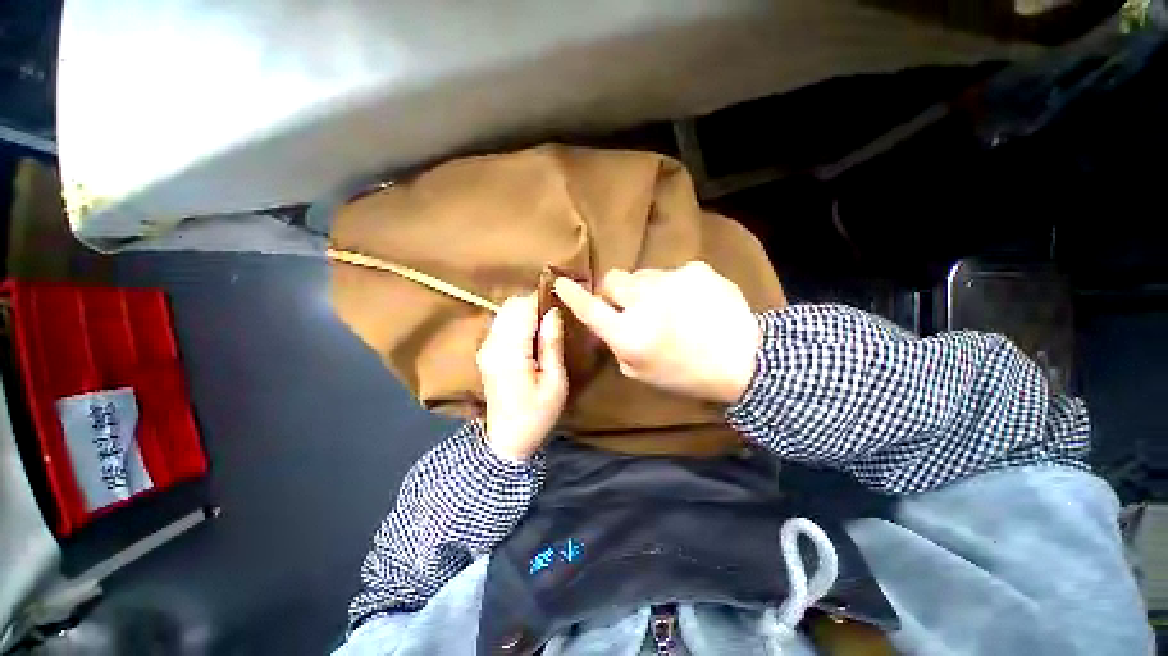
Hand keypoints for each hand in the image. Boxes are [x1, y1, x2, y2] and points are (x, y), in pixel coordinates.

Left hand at [476, 294, 568, 461]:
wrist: (508, 441)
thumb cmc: (537, 414)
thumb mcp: (554, 381)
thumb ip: (551, 344)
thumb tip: (553, 312)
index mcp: (510, 351)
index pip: (522, 309)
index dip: (541, 300)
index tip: (560, 301)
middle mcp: (492, 344)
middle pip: (510, 306)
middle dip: (533, 304)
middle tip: (555, 317)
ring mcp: (485, 348)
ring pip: (504, 312)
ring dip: (524, 312)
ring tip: (545, 326)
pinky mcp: (485, 353)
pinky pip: (500, 324)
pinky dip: (516, 321)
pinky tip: (531, 337)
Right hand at [554, 262, 760, 403]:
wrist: (745, 360)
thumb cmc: (687, 374)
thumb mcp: (641, 372)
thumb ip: (617, 344)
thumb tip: (606, 321)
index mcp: (631, 335)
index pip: (591, 309)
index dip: (573, 295)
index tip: (561, 282)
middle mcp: (646, 303)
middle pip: (614, 279)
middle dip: (616, 291)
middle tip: (632, 306)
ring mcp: (672, 281)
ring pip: (643, 275)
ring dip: (646, 289)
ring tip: (669, 307)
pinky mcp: (696, 270)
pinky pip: (671, 274)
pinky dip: (674, 287)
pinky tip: (692, 303)